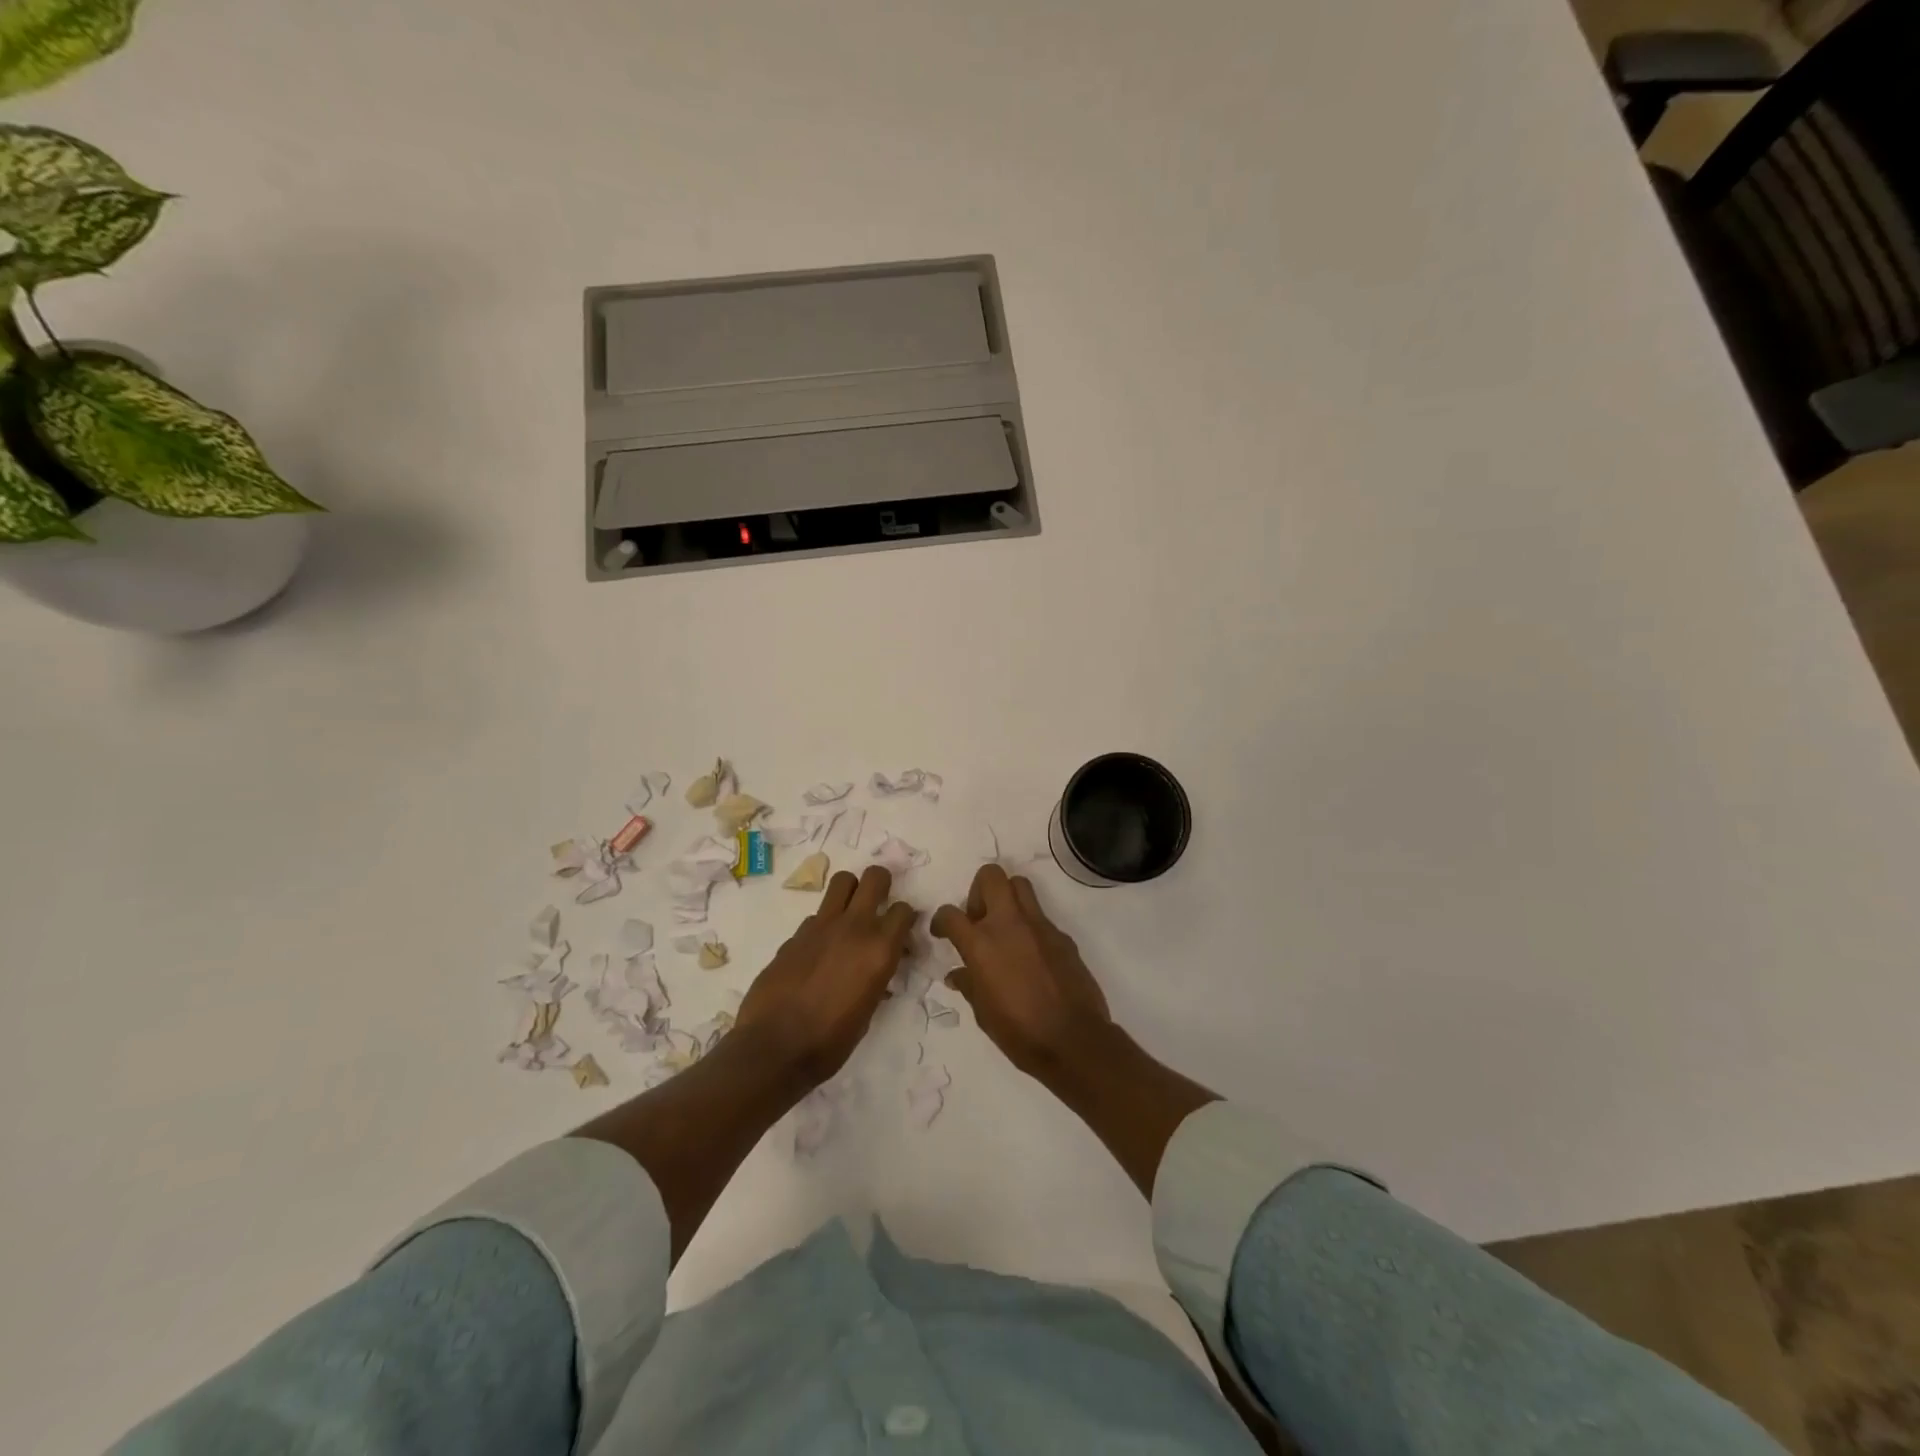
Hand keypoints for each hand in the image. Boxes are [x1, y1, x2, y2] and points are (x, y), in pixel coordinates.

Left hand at [737, 865, 916, 1084]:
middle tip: (879, 901)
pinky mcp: (795, 934)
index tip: (902, 931)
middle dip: (882, 883)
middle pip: (875, 878)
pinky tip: (818, 950)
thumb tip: (878, 968)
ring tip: (849, 912)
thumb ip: (877, 977)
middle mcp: (854, 927)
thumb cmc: (831, 1042)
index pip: (904, 911)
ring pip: (843, 882)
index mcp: (880, 949)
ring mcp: (821, 926)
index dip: (906, 918)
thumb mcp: (868, 1011)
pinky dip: (824, 925)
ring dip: (851, 891)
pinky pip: (817, 915)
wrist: (774, 1049)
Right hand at [931, 865, 1112, 1076]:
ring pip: (1020, 885)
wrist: (1073, 1040)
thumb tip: (958, 974)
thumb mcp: (983, 1013)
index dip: (941, 920)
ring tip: (1004, 929)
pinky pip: (1040, 917)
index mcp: (981, 944)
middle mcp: (1009, 924)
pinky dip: (1029, 927)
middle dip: (978, 891)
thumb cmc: (1019, 1032)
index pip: (951, 914)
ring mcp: (1039, 926)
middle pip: (991, 876)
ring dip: (1007, 898)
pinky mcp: (1062, 936)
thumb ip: (969, 985)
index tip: (942, 932)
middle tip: (978, 919)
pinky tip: (1030, 956)